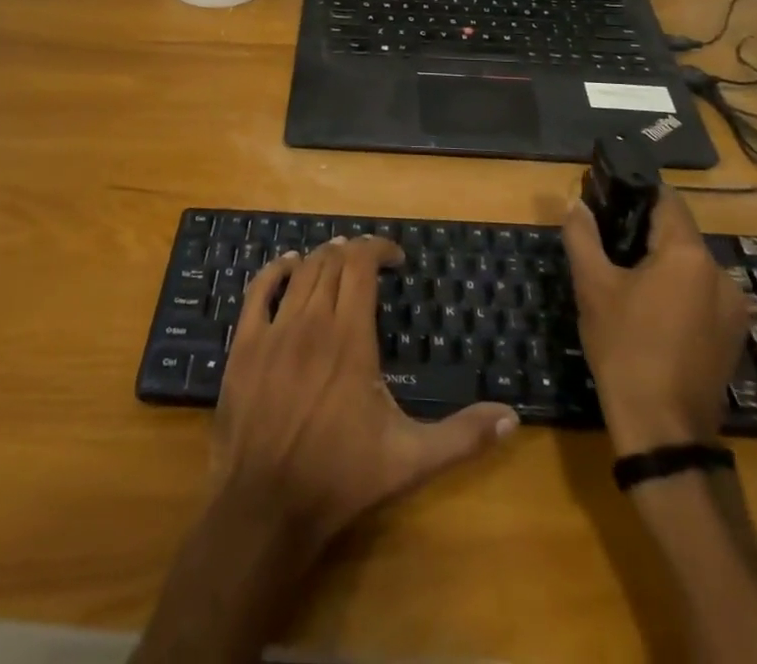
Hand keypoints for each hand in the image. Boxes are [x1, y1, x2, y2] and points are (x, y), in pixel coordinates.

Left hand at [211, 236, 518, 551]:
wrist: (265, 507)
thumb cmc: (341, 478)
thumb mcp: (410, 459)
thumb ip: (463, 436)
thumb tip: (512, 418)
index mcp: (350, 336)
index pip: (362, 265)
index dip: (379, 249)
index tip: (396, 259)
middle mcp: (312, 321)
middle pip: (332, 262)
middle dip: (354, 253)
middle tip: (370, 264)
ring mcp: (274, 330)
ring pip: (301, 273)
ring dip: (322, 259)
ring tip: (338, 260)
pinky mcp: (244, 345)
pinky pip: (258, 291)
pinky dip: (276, 271)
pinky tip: (288, 266)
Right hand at [563, 190, 747, 453]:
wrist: (663, 430)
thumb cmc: (625, 348)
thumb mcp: (592, 286)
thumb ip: (582, 236)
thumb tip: (577, 204)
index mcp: (689, 254)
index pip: (667, 200)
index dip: (636, 194)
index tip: (609, 200)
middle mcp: (722, 273)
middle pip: (679, 234)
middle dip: (645, 233)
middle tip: (608, 247)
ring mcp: (734, 308)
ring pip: (691, 266)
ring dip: (663, 265)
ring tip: (626, 283)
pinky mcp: (734, 336)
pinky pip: (702, 295)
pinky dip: (678, 292)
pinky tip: (651, 314)